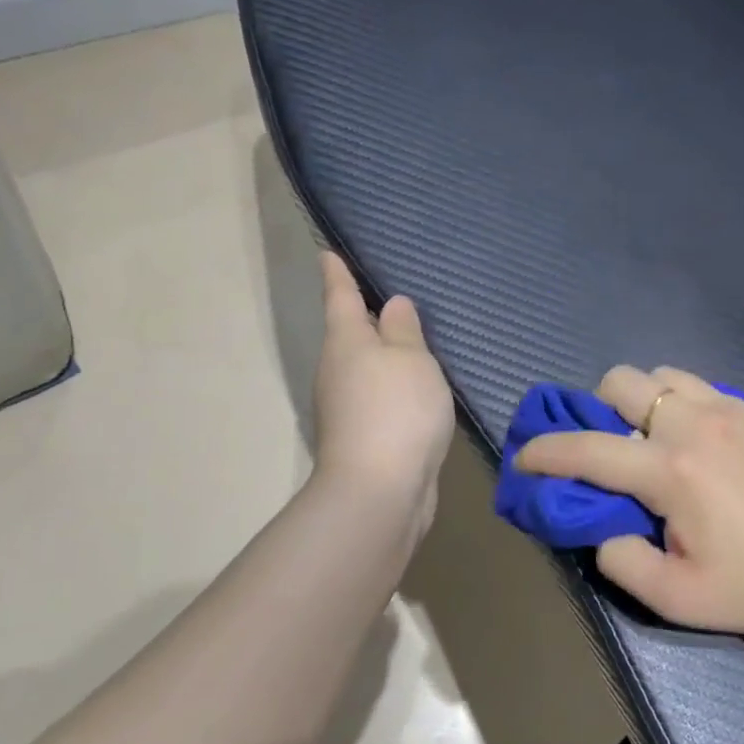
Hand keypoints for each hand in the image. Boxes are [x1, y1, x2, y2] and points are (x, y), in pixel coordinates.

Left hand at [312, 252, 454, 527]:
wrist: (379, 492)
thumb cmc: (397, 410)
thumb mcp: (411, 360)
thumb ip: (405, 330)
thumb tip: (392, 306)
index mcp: (346, 341)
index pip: (340, 296)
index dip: (336, 273)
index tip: (326, 252)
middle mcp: (338, 370)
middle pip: (350, 334)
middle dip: (364, 316)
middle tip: (389, 296)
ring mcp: (346, 407)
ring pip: (365, 368)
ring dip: (383, 355)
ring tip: (412, 342)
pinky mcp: (362, 437)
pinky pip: (379, 398)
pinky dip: (394, 388)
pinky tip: (417, 390)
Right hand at [514, 365, 743, 642]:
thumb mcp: (674, 597)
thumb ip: (618, 558)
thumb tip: (601, 525)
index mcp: (671, 470)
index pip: (588, 449)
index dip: (545, 451)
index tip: (523, 456)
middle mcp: (696, 424)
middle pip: (622, 381)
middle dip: (599, 409)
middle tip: (611, 449)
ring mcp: (732, 410)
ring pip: (664, 376)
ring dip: (645, 402)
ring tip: (656, 441)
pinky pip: (703, 388)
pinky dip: (684, 406)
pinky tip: (702, 445)